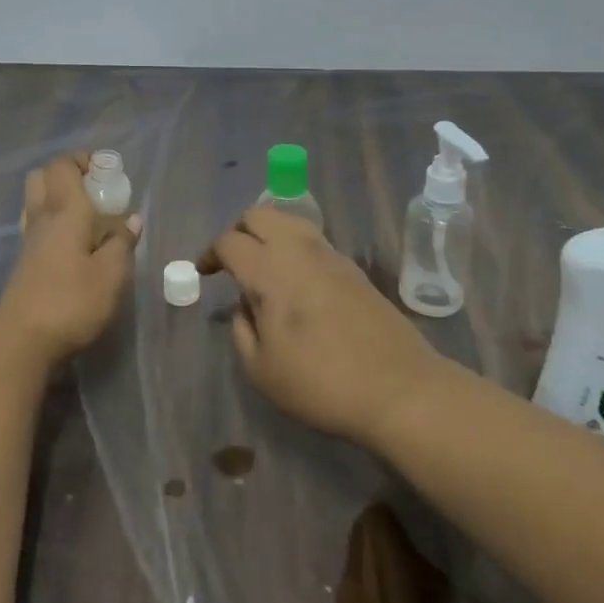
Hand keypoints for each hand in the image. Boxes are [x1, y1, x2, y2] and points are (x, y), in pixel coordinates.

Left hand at [0, 153, 140, 367]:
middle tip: (96, 192)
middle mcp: (41, 218)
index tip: (108, 172)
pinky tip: (75, 246)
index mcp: (64, 210)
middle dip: (68, 175)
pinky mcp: (24, 264)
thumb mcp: (112, 275)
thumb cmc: (72, 302)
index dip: (83, 160)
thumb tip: (131, 221)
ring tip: (90, 219)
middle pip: (42, 177)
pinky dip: (55, 225)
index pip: (63, 165)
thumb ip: (122, 243)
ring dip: (59, 200)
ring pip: (36, 202)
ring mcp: (28, 241)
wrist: (22, 342)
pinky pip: (37, 227)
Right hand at [197, 208, 441, 446]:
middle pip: (260, 214)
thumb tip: (246, 306)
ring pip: (290, 221)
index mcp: (270, 270)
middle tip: (231, 260)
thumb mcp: (262, 369)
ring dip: (269, 234)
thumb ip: (242, 330)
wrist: (398, 388)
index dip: (210, 253)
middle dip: (238, 230)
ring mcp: (331, 255)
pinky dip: (294, 247)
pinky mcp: (354, 269)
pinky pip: (313, 241)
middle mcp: (299, 250)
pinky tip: (295, 280)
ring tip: (262, 266)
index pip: (230, 242)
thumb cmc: (320, 382)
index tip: (205, 271)